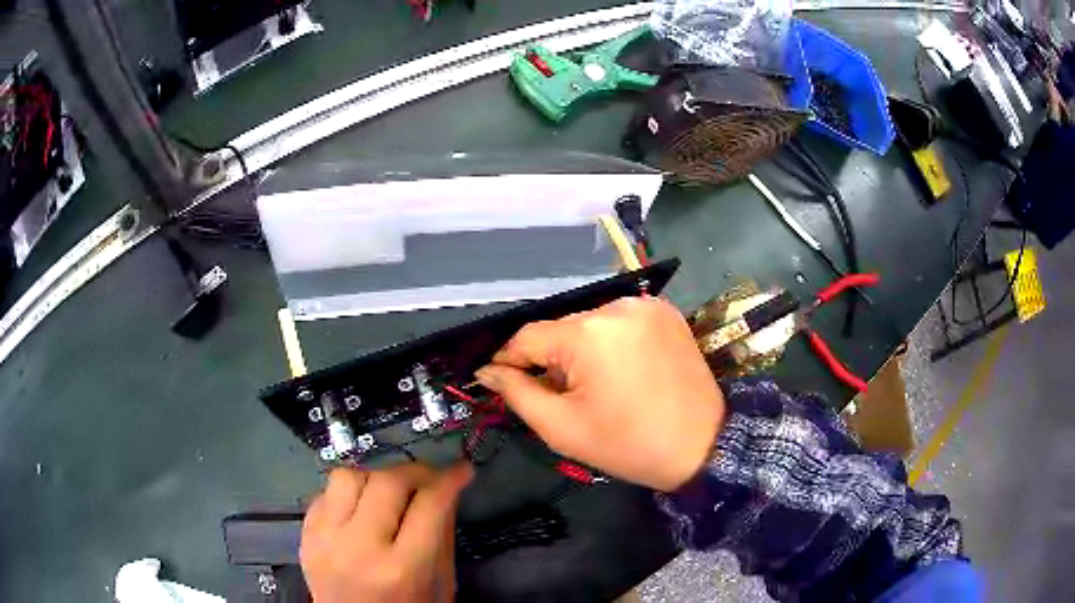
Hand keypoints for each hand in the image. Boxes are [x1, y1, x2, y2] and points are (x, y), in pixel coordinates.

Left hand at [300, 463, 472, 602]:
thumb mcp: (439, 585)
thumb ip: (442, 536)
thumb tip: (445, 489)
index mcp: (402, 569)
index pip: (429, 505)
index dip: (450, 479)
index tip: (461, 470)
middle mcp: (359, 549)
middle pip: (387, 482)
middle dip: (415, 472)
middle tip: (429, 479)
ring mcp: (324, 541)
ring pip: (347, 477)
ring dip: (375, 479)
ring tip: (389, 495)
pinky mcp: (305, 537)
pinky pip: (324, 494)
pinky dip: (347, 495)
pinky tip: (360, 510)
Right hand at [475, 297, 724, 491]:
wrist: (703, 445)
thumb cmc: (628, 444)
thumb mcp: (562, 428)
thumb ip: (517, 393)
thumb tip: (488, 372)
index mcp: (588, 333)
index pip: (527, 337)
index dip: (508, 360)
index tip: (501, 382)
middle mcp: (616, 306)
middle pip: (561, 329)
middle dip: (551, 360)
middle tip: (559, 396)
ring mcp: (645, 305)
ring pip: (590, 324)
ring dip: (581, 351)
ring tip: (595, 387)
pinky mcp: (665, 311)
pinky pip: (620, 323)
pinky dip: (610, 343)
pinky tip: (621, 371)